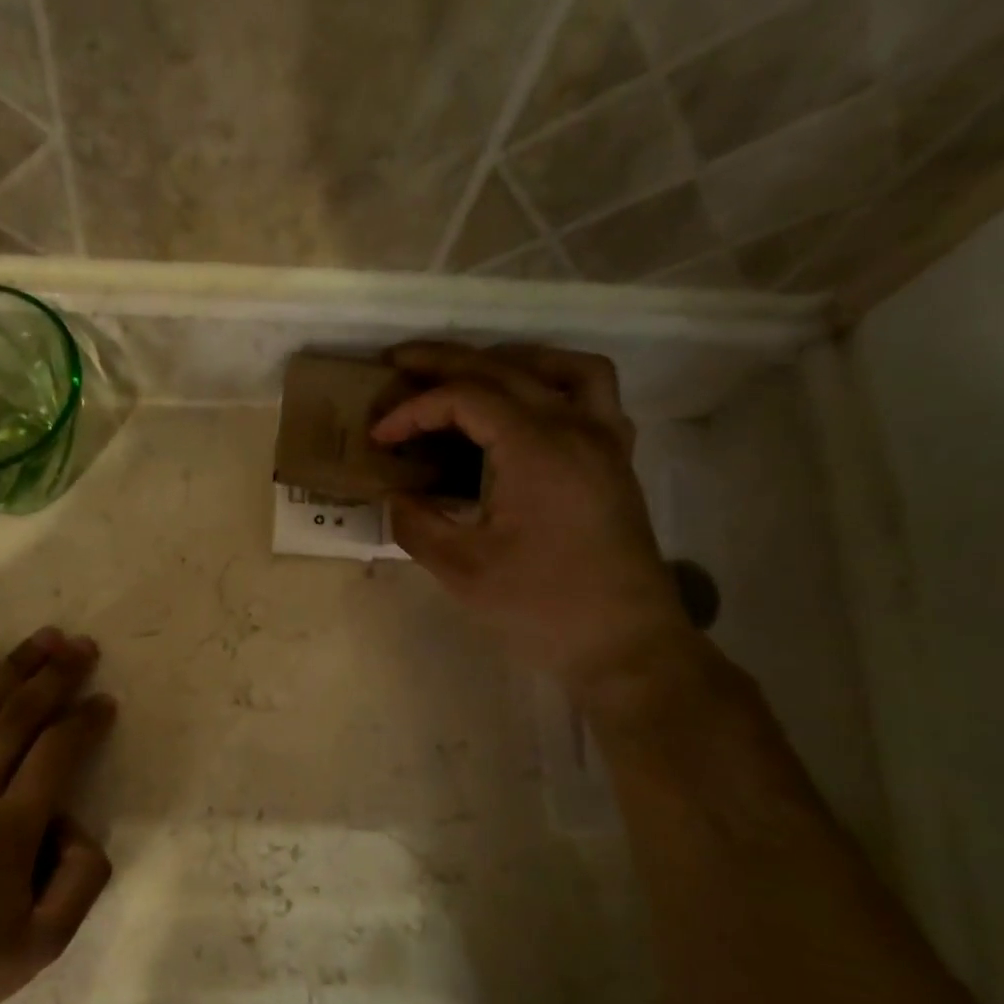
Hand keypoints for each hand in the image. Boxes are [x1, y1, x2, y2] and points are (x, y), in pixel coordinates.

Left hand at [0, 628, 116, 1003]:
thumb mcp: (40, 947)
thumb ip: (79, 884)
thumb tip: (79, 830)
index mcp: (10, 830)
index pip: (57, 755)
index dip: (85, 721)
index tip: (104, 700)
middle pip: (18, 719)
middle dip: (55, 676)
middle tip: (80, 644)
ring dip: (12, 670)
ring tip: (41, 638)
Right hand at [372, 342, 694, 697]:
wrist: (625, 644)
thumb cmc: (541, 608)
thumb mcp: (463, 570)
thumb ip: (418, 524)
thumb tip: (395, 497)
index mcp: (537, 448)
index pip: (465, 398)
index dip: (414, 410)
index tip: (378, 436)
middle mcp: (576, 427)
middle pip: (506, 367)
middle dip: (446, 361)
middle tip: (399, 363)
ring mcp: (605, 441)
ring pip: (561, 367)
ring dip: (510, 359)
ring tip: (471, 374)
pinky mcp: (617, 462)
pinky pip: (593, 395)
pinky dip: (554, 384)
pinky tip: (529, 410)